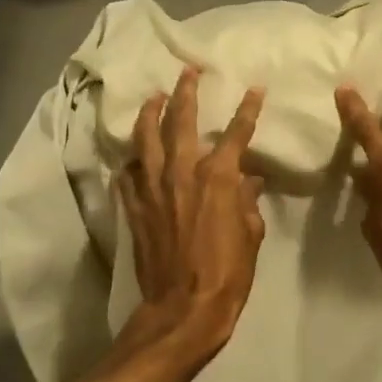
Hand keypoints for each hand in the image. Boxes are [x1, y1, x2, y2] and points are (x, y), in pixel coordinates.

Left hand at [114, 65, 266, 375]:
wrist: (182, 310)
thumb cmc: (227, 274)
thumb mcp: (250, 236)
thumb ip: (247, 202)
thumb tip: (249, 180)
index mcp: (216, 178)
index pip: (235, 133)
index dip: (247, 109)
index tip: (254, 89)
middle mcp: (181, 173)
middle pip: (180, 121)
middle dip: (185, 92)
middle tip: (187, 71)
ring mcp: (152, 189)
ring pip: (146, 139)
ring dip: (150, 114)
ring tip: (153, 98)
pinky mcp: (134, 208)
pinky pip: (127, 175)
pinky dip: (131, 162)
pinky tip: (132, 157)